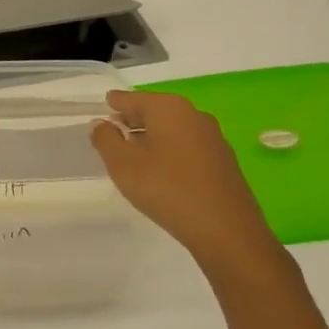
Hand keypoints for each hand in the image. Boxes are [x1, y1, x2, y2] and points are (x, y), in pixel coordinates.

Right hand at [90, 89, 290, 282]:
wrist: (226, 230)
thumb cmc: (167, 189)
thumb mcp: (122, 164)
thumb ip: (105, 139)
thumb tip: (101, 124)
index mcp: (168, 108)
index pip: (132, 98)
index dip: (114, 103)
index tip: (102, 108)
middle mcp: (193, 114)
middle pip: (154, 110)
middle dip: (132, 120)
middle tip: (112, 133)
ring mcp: (212, 137)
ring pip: (172, 128)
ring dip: (151, 137)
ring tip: (132, 155)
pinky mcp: (223, 160)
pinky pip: (187, 145)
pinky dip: (169, 150)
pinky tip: (160, 171)